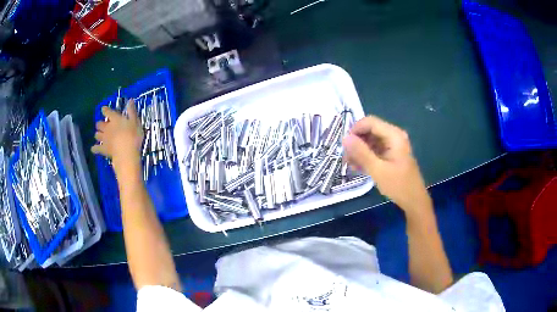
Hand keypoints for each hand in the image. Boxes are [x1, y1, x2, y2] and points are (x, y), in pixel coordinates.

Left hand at [91, 100, 143, 169]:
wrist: (126, 152)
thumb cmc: (132, 136)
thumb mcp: (135, 122)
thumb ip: (131, 111)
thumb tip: (130, 100)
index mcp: (115, 119)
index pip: (107, 112)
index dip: (105, 110)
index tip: (103, 109)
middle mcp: (107, 127)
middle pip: (100, 124)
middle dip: (100, 124)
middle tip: (101, 125)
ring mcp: (104, 138)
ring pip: (97, 135)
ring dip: (97, 134)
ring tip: (98, 135)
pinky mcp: (103, 149)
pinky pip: (96, 148)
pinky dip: (94, 148)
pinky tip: (93, 149)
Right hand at [342, 115, 430, 213]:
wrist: (414, 201)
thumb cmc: (398, 185)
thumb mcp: (378, 170)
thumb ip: (361, 153)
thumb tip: (345, 138)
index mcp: (394, 135)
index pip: (370, 122)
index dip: (355, 130)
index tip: (344, 145)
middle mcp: (393, 136)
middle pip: (369, 130)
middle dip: (356, 142)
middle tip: (345, 158)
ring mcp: (393, 145)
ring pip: (370, 140)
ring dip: (359, 151)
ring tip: (350, 165)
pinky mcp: (391, 154)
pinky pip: (375, 149)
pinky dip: (365, 156)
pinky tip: (358, 167)